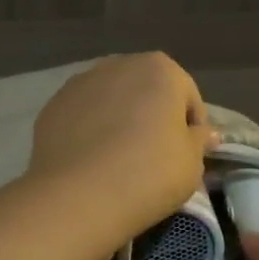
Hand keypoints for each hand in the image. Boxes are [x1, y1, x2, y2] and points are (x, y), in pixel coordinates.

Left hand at [26, 53, 216, 250]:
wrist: (78, 195)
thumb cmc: (149, 173)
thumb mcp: (191, 163)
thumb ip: (200, 140)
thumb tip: (206, 133)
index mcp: (160, 69)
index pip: (188, 97)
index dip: (192, 127)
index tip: (188, 155)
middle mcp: (119, 64)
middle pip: (146, 91)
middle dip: (153, 116)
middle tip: (155, 156)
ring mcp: (80, 82)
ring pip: (111, 100)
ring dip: (120, 119)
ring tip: (120, 158)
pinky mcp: (52, 105)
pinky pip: (83, 115)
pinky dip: (90, 130)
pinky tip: (92, 160)